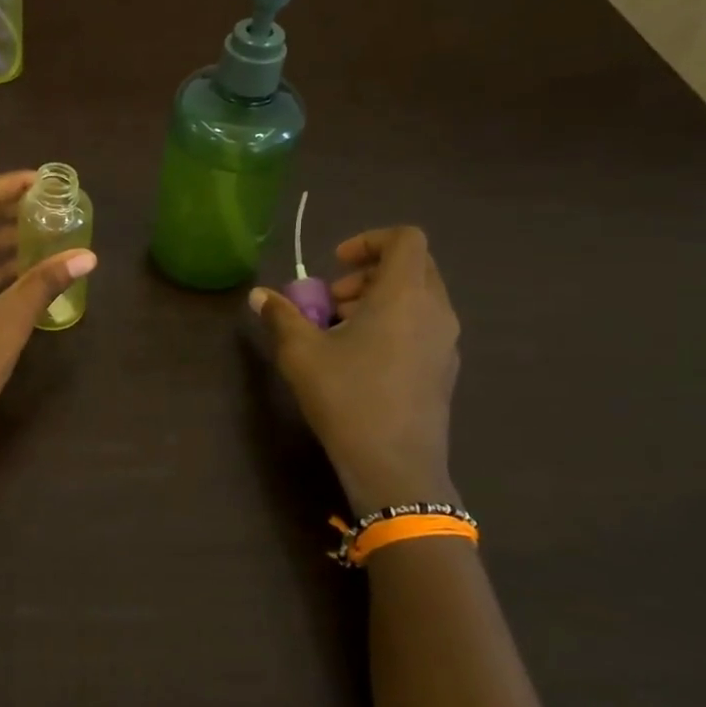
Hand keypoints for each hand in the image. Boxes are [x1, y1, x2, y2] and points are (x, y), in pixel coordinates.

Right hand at [251, 227, 459, 511]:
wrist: (395, 467)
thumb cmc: (347, 397)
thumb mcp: (301, 352)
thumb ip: (281, 315)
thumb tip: (259, 295)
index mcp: (404, 295)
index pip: (405, 239)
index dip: (369, 240)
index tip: (335, 265)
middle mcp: (435, 311)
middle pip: (414, 266)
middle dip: (370, 273)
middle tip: (334, 300)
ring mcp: (446, 342)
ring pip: (419, 298)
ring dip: (380, 300)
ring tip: (341, 332)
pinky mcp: (445, 369)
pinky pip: (423, 326)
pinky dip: (395, 325)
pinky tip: (362, 361)